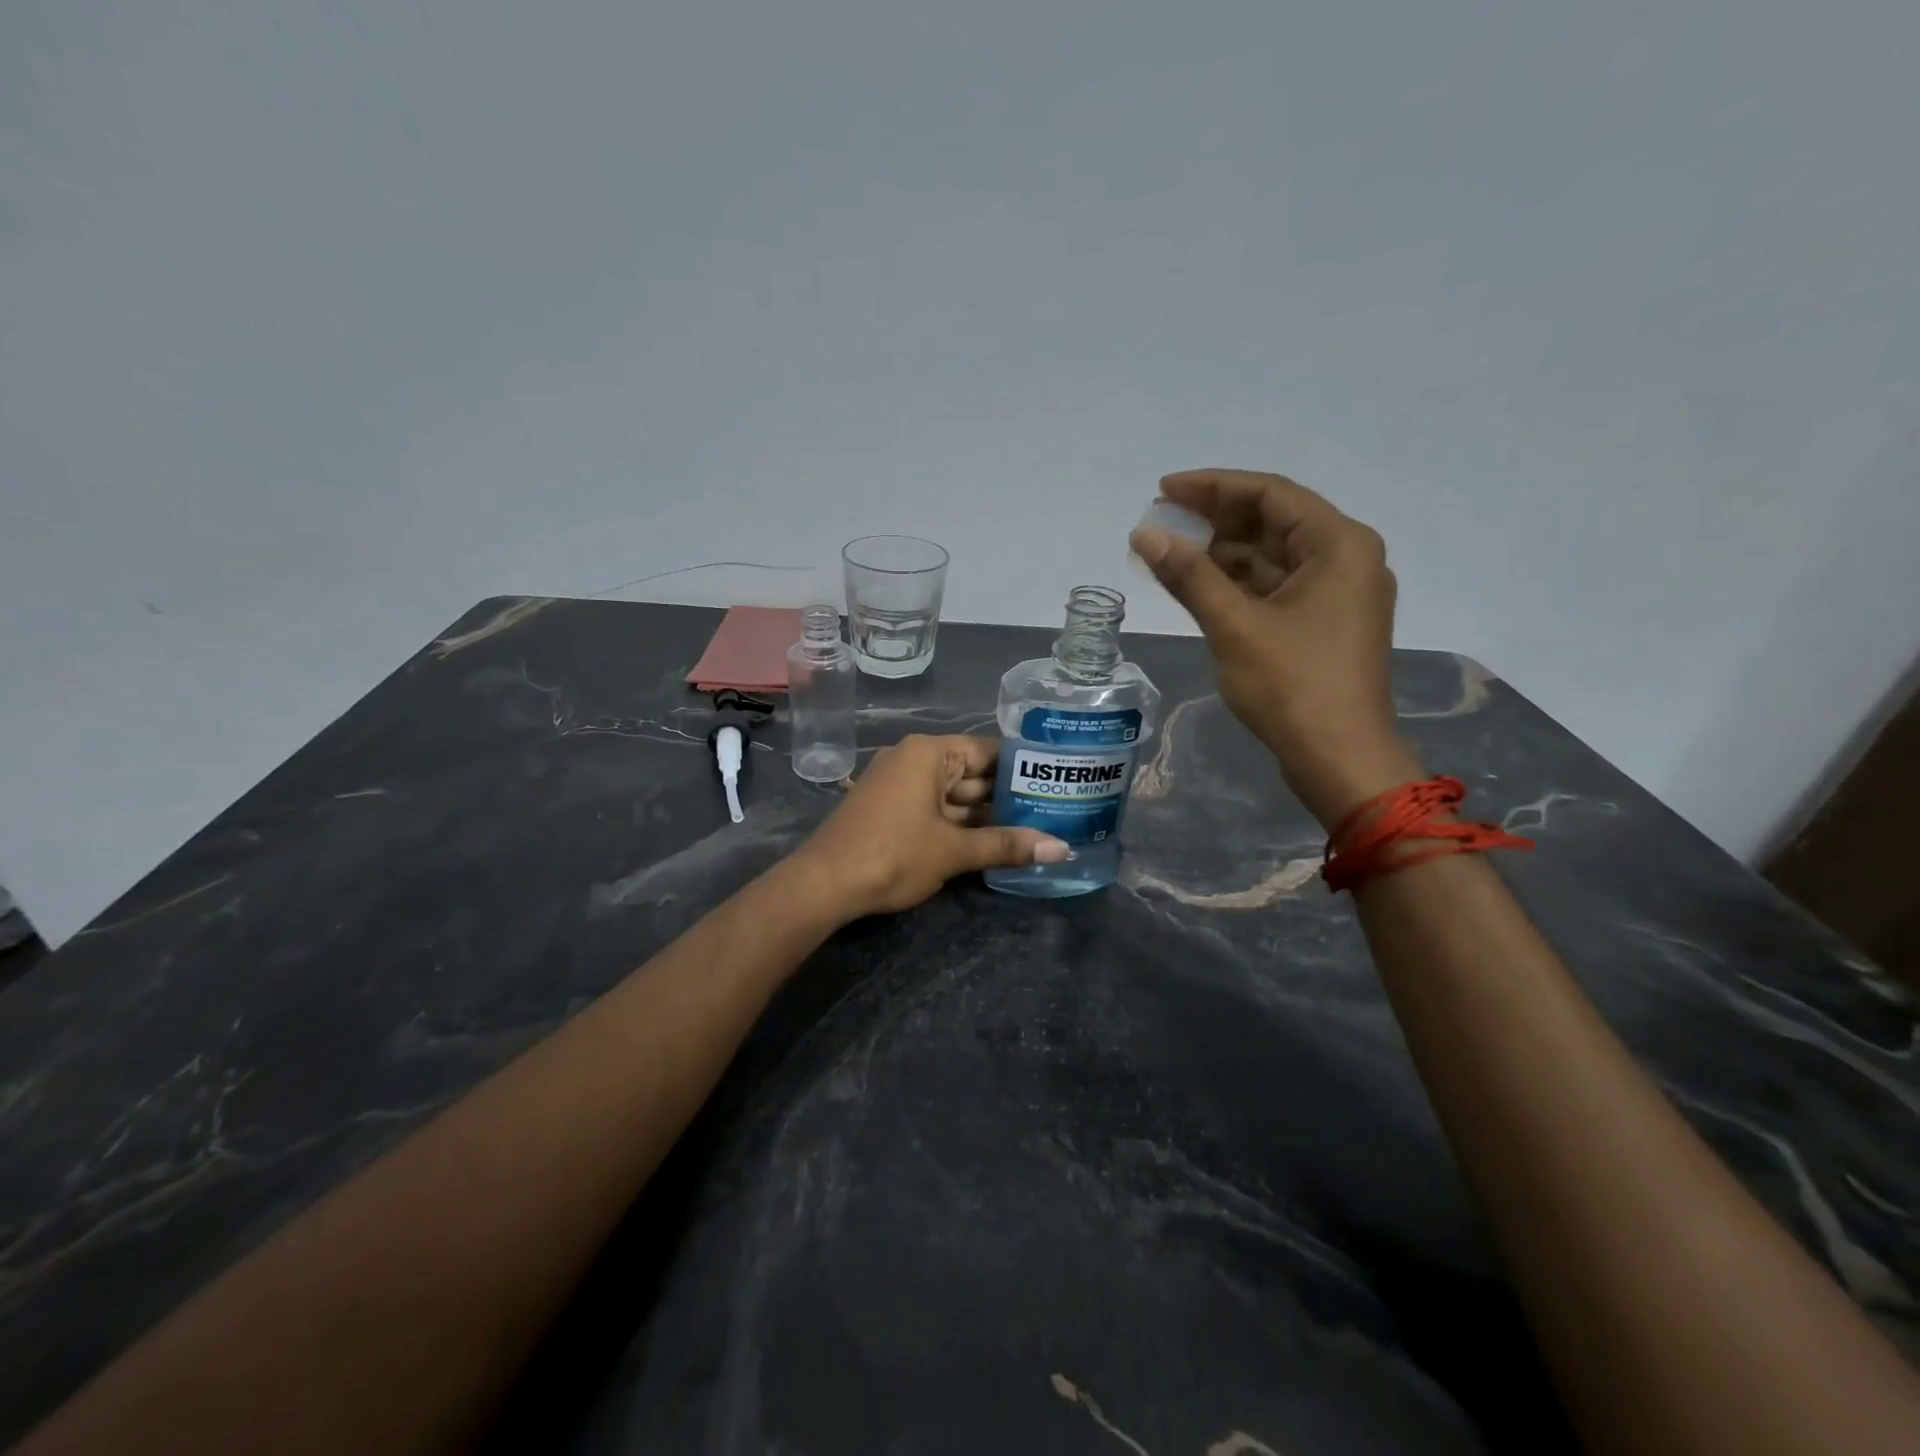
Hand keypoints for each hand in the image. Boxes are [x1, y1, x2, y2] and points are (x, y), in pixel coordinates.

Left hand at [789, 735, 1068, 918]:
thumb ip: (1007, 846)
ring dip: (985, 816)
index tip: (1056, 781)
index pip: (987, 750)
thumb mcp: (953, 851)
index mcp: (928, 754)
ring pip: (953, 796)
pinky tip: (992, 842)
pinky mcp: (890, 810)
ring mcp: (898, 785)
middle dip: (1007, 797)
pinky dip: (960, 825)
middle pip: (971, 773)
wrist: (823, 884)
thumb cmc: (893, 854)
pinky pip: (935, 809)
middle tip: (1054, 811)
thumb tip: (1062, 850)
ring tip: (1034, 829)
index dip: (1022, 767)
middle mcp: (913, 760)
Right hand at [1130, 467, 1420, 826]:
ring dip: (1220, 553)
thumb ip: (1190, 575)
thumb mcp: (1235, 625)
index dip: (1212, 486)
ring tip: (1166, 553)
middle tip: (1159, 522)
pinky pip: (1272, 587)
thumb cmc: (1293, 686)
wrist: (1340, 759)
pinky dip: (1234, 583)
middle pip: (1271, 522)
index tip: (1163, 490)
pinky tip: (1194, 584)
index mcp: (1338, 544)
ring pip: (1269, 557)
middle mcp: (1343, 558)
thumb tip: (1144, 535)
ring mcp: (1334, 594)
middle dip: (1213, 520)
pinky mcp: (1321, 624)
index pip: (1270, 494)